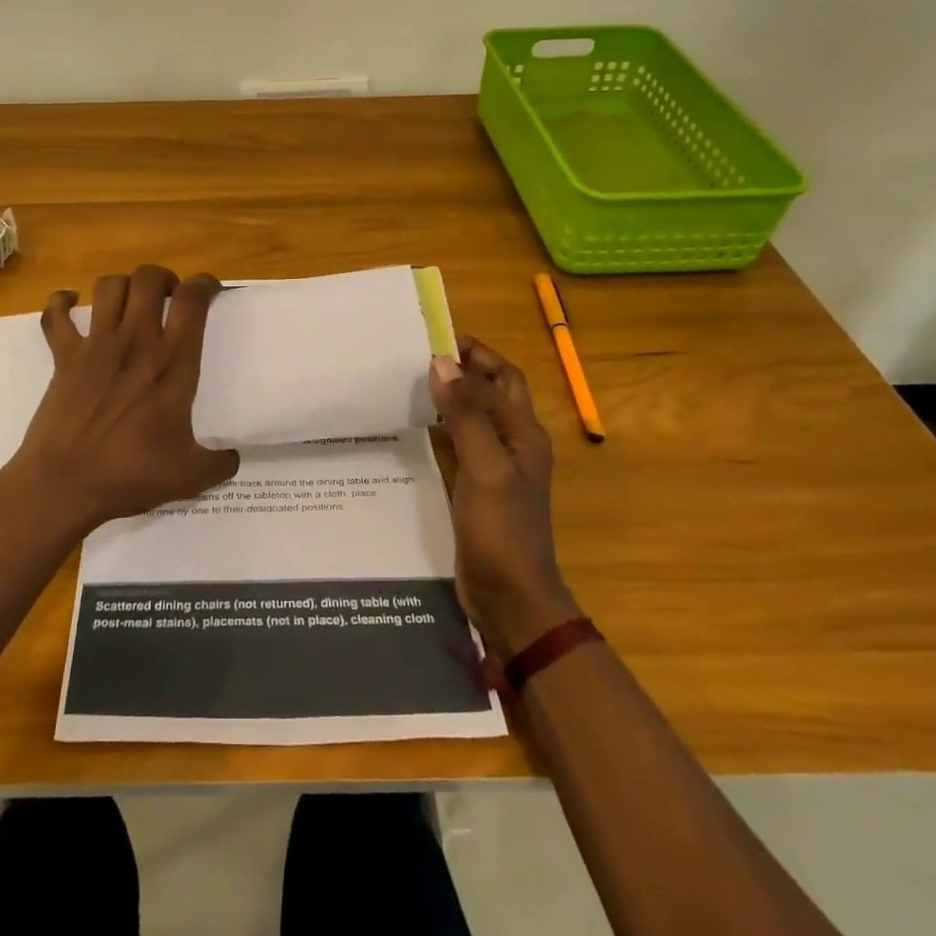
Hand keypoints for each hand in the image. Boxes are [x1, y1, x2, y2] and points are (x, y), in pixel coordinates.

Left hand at [8, 265, 239, 532]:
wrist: (64, 484)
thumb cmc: (129, 475)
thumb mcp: (188, 477)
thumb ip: (219, 464)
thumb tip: (234, 457)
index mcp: (172, 363)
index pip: (192, 301)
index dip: (204, 284)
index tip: (210, 291)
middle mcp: (136, 342)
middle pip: (148, 279)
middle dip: (162, 278)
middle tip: (168, 297)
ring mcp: (96, 345)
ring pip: (108, 286)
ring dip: (122, 285)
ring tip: (130, 301)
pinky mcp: (64, 356)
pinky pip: (55, 315)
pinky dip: (61, 302)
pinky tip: (70, 304)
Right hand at [430, 337, 578, 655]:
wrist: (511, 598)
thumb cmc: (502, 530)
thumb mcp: (484, 467)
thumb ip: (465, 415)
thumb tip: (441, 362)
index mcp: (524, 433)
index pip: (502, 377)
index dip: (475, 354)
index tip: (435, 337)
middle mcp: (514, 444)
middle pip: (493, 393)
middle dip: (465, 370)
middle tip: (421, 357)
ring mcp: (497, 468)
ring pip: (475, 417)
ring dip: (451, 398)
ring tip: (411, 384)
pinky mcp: (478, 488)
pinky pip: (460, 444)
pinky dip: (441, 428)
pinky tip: (413, 429)